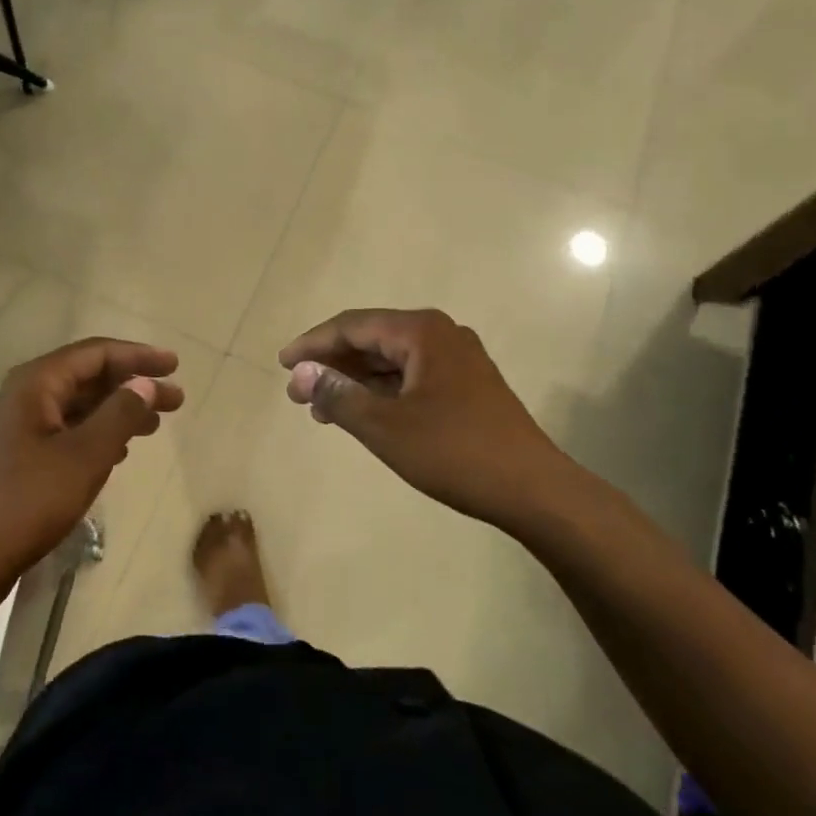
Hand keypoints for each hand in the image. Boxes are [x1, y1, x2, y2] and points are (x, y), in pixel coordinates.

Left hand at [0, 338, 183, 597]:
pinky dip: (96, 432)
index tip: (173, 365)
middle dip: (132, 384)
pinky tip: (119, 451)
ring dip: (117, 410)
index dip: (137, 356)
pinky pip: (65, 429)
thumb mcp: (86, 455)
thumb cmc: (31, 501)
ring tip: (155, 425)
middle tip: (175, 399)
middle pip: (87, 377)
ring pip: (78, 405)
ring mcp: (17, 426)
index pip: (95, 354)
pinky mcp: (17, 454)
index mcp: (35, 384)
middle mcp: (23, 395)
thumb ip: (120, 413)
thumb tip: (145, 384)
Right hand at [279, 308, 571, 529]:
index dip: (313, 344)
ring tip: (322, 409)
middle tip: (298, 394)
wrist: (533, 489)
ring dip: (355, 381)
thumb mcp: (385, 426)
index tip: (282, 364)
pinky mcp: (467, 384)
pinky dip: (382, 392)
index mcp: (421, 331)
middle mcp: (440, 334)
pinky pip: (411, 377)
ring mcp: (457, 359)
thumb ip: (338, 395)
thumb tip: (300, 373)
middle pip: (372, 339)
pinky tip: (361, 414)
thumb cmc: (454, 452)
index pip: (352, 326)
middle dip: (332, 365)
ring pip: (391, 360)